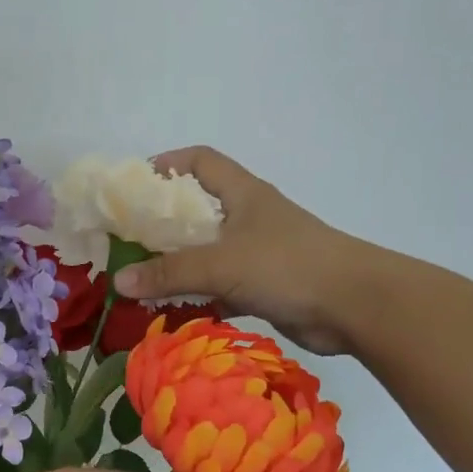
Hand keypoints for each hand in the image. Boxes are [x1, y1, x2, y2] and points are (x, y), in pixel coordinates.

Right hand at [113, 146, 373, 355]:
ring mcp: (259, 253)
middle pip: (198, 210)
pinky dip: (199, 296)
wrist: (354, 305)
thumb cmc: (287, 266)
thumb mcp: (221, 264)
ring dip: (179, 264)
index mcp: (243, 194)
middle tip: (127, 240)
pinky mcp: (265, 286)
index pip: (201, 161)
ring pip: (209, 252)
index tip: (134, 185)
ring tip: (141, 278)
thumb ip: (169, 273)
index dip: (168, 164)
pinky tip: (174, 310)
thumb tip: (118, 281)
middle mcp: (249, 217)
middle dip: (163, 223)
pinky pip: (221, 286)